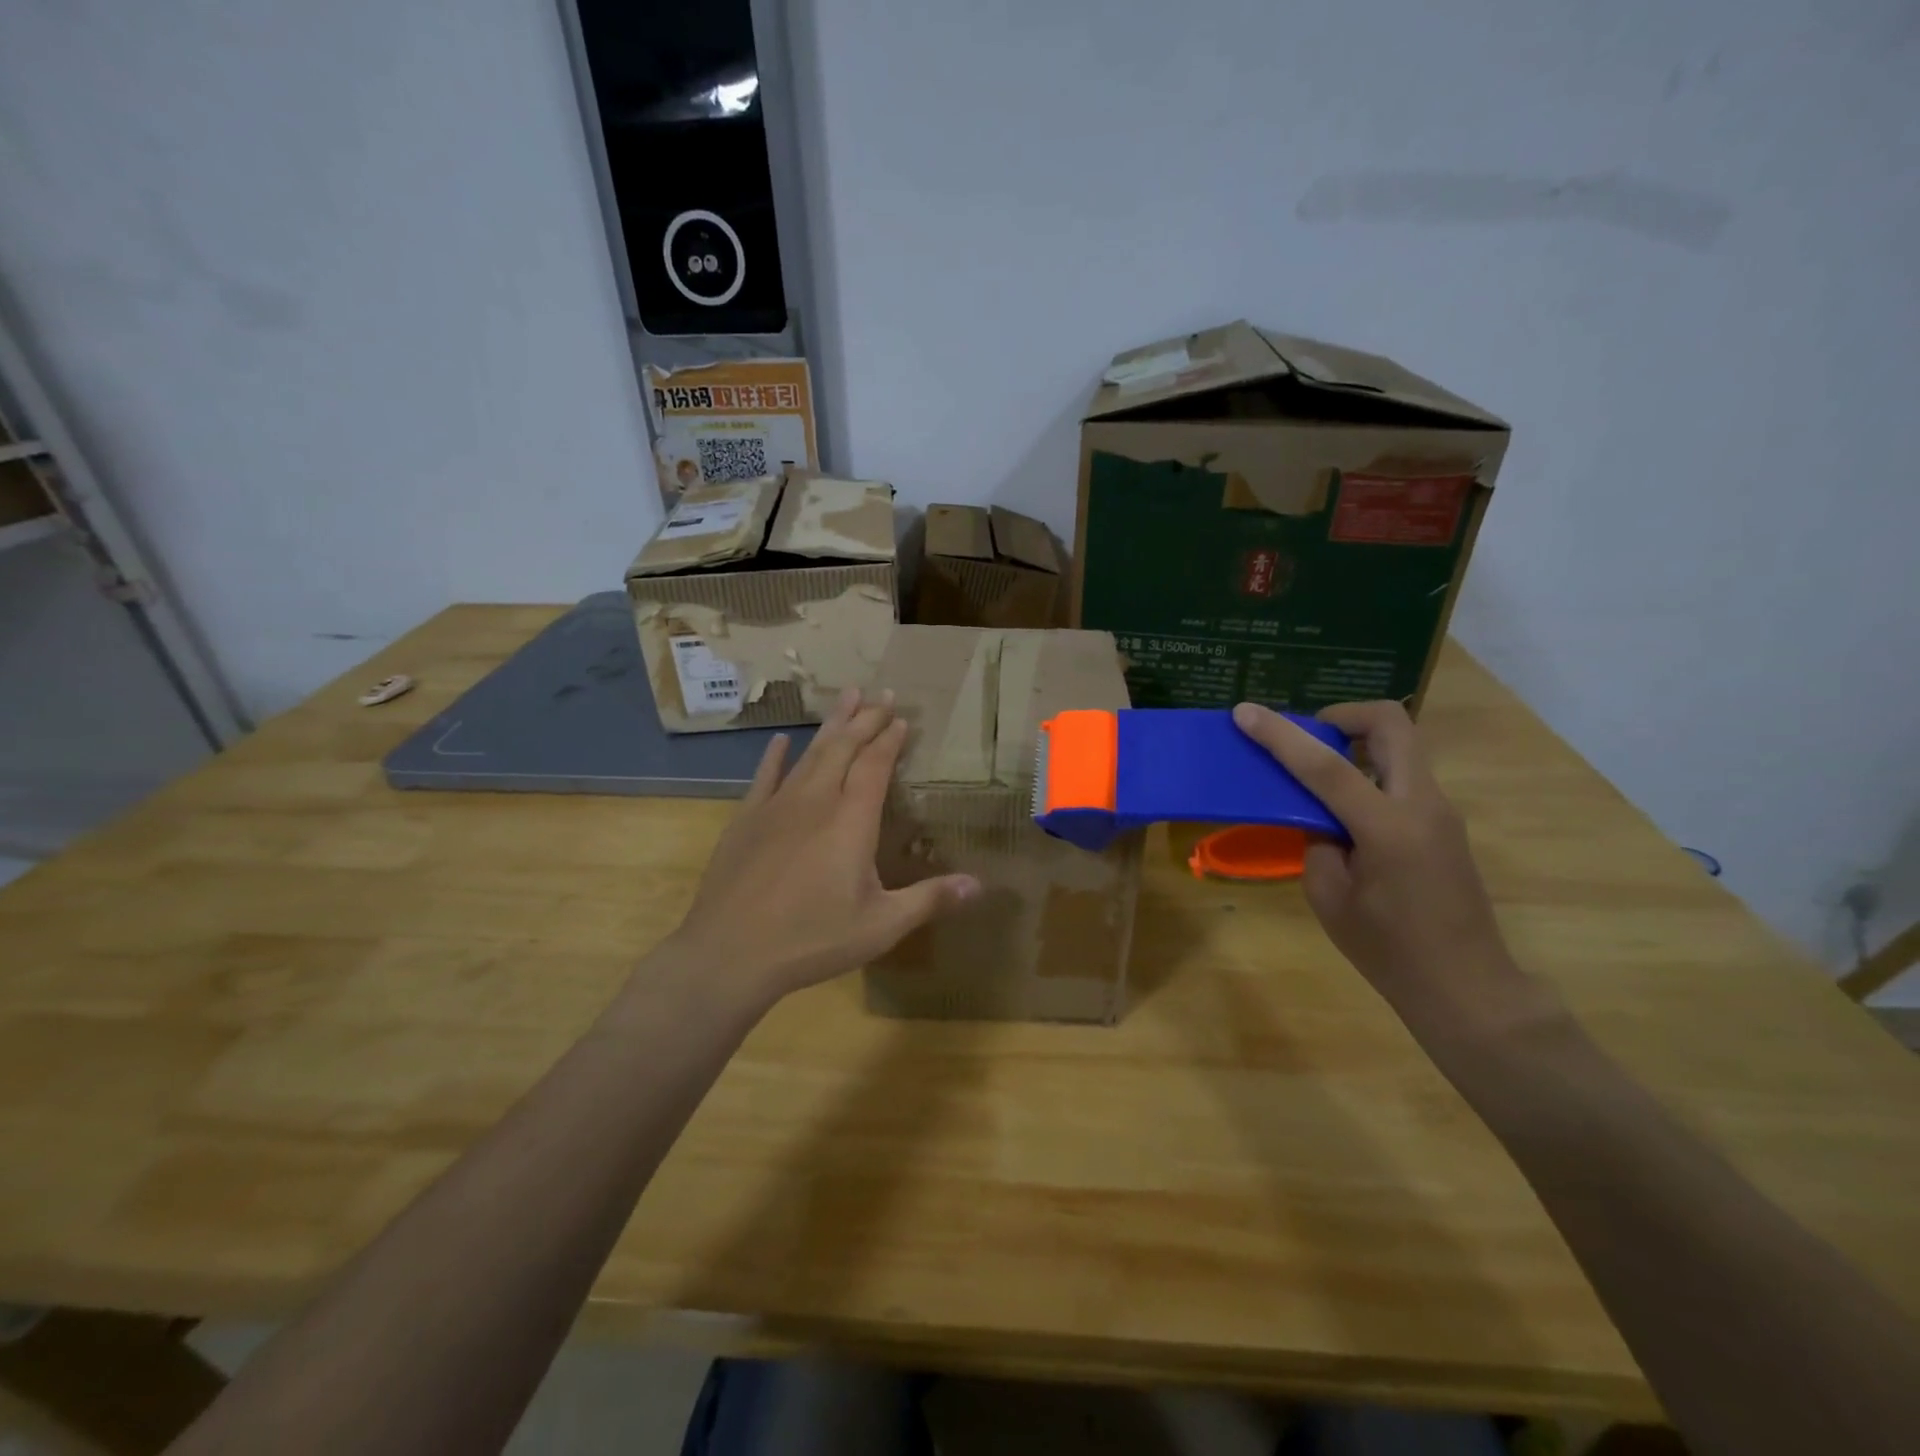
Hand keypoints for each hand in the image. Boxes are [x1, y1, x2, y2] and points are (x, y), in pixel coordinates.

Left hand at [666, 687, 979, 1006]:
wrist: (729, 952)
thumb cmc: (812, 939)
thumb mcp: (881, 925)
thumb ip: (929, 900)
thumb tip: (979, 885)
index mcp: (852, 820)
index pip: (875, 765)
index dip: (889, 739)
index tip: (901, 717)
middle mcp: (816, 801)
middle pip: (844, 748)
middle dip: (865, 718)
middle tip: (881, 692)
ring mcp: (777, 806)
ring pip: (810, 754)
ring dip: (831, 725)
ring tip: (846, 697)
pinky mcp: (746, 819)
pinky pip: (765, 777)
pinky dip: (775, 756)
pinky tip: (781, 740)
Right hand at [1232, 700, 1546, 1038]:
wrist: (1466, 987)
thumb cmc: (1389, 950)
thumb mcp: (1329, 897)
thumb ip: (1317, 842)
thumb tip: (1319, 817)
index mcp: (1388, 827)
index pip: (1327, 766)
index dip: (1281, 735)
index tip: (1245, 712)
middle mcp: (1422, 804)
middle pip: (1390, 723)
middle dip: (1342, 715)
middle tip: (1307, 738)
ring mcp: (1440, 810)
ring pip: (1400, 745)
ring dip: (1356, 743)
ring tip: (1317, 775)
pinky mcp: (1443, 822)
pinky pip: (1402, 775)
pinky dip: (1367, 771)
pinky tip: (1342, 809)